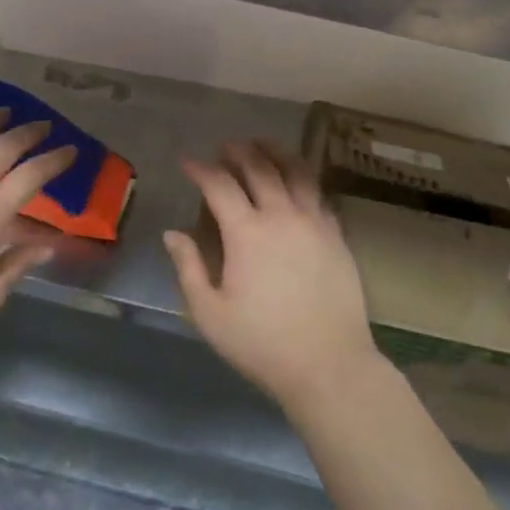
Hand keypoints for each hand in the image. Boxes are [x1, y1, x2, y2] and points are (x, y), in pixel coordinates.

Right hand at [164, 140, 384, 412]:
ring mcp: (314, 221)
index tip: (188, 162)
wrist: (329, 364)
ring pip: (295, 171)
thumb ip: (189, 268)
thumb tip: (172, 234)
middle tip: (226, 146)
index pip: (219, 185)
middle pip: (260, 167)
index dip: (201, 169)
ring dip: (276, 152)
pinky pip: (318, 192)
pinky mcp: (336, 234)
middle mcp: (282, 215)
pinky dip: (303, 176)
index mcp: (247, 232)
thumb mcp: (210, 314)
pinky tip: (297, 179)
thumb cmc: (262, 343)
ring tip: (264, 144)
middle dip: (239, 151)